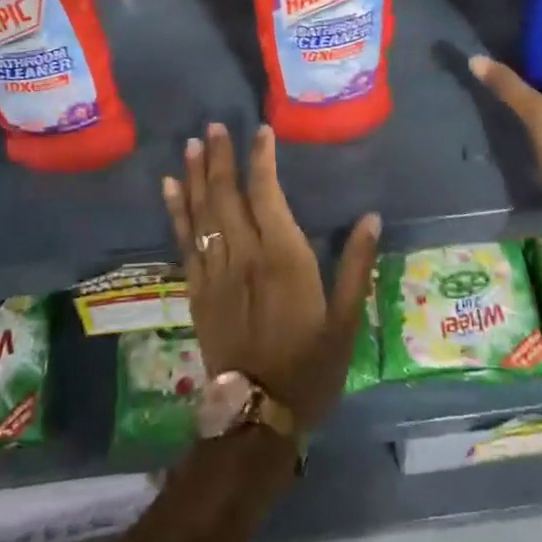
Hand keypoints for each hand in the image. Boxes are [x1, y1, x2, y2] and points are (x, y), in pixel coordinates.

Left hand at [162, 123, 379, 429]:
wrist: (258, 415)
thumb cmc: (311, 367)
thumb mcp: (346, 321)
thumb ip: (356, 265)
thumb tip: (370, 217)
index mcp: (283, 257)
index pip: (267, 194)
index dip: (262, 160)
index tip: (260, 131)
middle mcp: (244, 256)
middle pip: (227, 195)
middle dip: (220, 157)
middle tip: (213, 126)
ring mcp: (216, 273)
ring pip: (202, 213)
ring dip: (196, 176)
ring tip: (190, 144)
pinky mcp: (197, 291)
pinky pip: (185, 242)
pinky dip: (176, 212)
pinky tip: (170, 189)